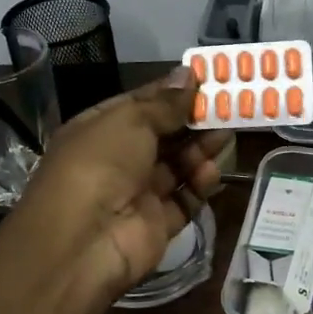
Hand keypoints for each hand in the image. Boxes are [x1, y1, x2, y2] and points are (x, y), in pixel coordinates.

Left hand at [12, 66, 225, 310]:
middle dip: (192, 121)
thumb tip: (188, 74)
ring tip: (226, 135)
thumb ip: (164, 102)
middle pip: (163, 136)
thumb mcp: (131, 120)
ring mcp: (136, 194)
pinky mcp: (157, 224)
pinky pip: (184, 199)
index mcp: (99, 129)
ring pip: (177, 166)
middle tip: (228, 107)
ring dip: (200, 150)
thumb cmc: (101, 163)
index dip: (171, 93)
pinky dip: (199, 185)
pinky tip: (210, 172)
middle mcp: (116, 160)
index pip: (140, 104)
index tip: (206, 80)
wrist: (84, 240)